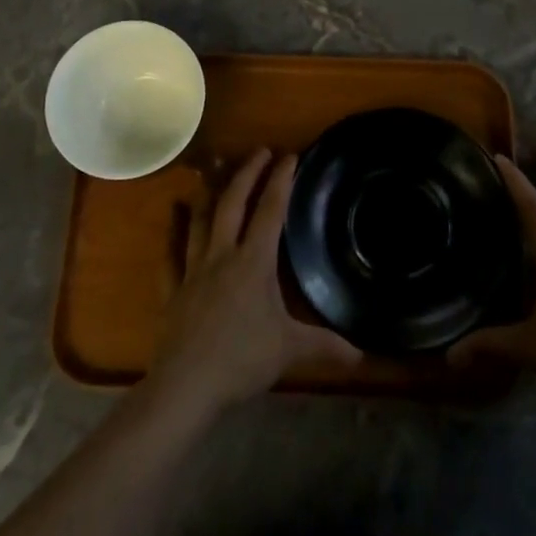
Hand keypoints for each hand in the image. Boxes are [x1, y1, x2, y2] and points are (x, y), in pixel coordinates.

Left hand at [146, 150, 360, 419]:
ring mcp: (193, 270)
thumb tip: (363, 354)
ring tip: (215, 173)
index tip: (289, 155)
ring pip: (202, 221)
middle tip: (260, 151)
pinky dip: (173, 231)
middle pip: (233, 204)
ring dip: (211, 194)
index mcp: (253, 262)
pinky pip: (172, 253)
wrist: (186, 384)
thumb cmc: (241, 360)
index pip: (270, 211)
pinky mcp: (173, 290)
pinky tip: (173, 214)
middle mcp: (222, 255)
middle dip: (247, 174)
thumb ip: (325, 346)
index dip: (280, 181)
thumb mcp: (289, 350)